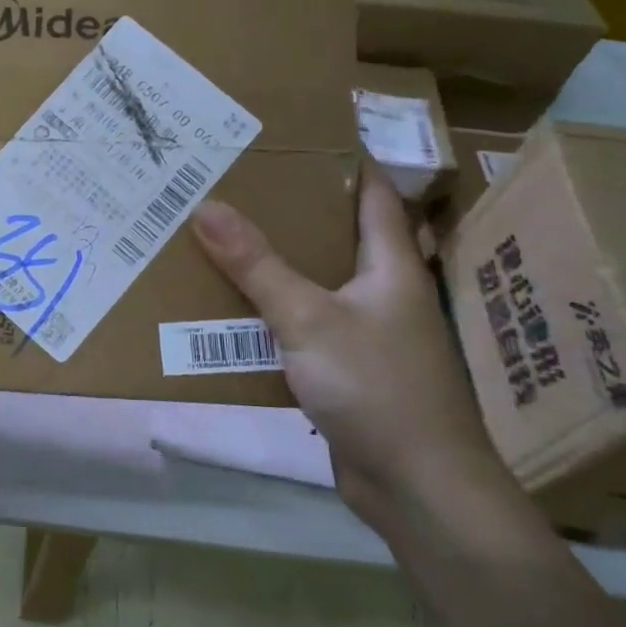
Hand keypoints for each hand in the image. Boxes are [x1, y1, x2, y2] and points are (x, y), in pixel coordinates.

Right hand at [190, 166, 513, 527]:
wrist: (420, 489)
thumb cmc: (377, 387)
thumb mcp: (308, 317)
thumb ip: (257, 264)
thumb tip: (206, 207)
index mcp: (391, 266)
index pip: (373, 194)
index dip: (343, 161)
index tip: (295, 137)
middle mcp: (383, 293)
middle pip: (337, 237)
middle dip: (291, 212)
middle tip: (237, 186)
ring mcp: (367, 335)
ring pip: (316, 285)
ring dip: (277, 266)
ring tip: (223, 238)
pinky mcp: (348, 373)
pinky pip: (304, 329)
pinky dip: (273, 315)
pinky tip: (234, 310)